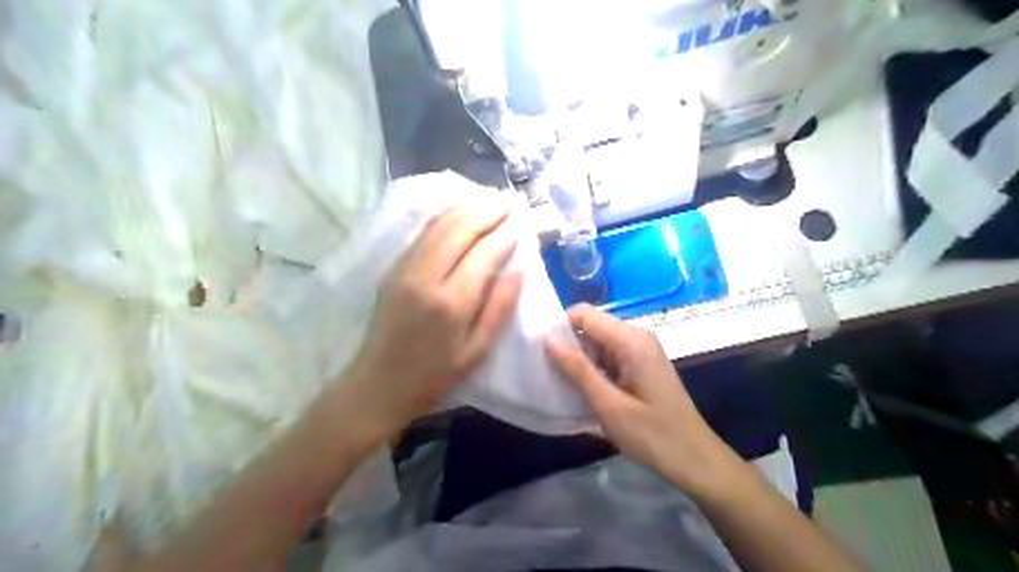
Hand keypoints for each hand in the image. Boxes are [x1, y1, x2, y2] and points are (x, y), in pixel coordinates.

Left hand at [342, 199, 523, 444]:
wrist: (379, 383)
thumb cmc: (435, 375)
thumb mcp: (478, 350)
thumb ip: (501, 306)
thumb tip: (520, 265)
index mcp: (451, 302)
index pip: (485, 253)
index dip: (507, 233)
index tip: (523, 220)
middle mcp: (425, 276)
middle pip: (460, 228)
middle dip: (489, 209)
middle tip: (511, 199)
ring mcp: (405, 268)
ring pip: (439, 224)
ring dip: (467, 206)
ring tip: (491, 197)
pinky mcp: (393, 267)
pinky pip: (423, 232)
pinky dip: (446, 216)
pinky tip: (461, 210)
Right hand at [546, 305, 746, 494]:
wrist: (694, 459)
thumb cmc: (653, 435)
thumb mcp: (609, 405)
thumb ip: (577, 370)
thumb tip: (547, 339)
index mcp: (630, 340)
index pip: (584, 314)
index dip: (560, 327)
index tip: (540, 351)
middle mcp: (635, 337)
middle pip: (590, 327)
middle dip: (567, 346)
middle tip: (547, 374)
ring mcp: (639, 351)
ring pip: (596, 344)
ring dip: (578, 362)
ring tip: (561, 385)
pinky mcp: (639, 365)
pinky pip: (607, 357)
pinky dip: (592, 370)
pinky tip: (582, 392)